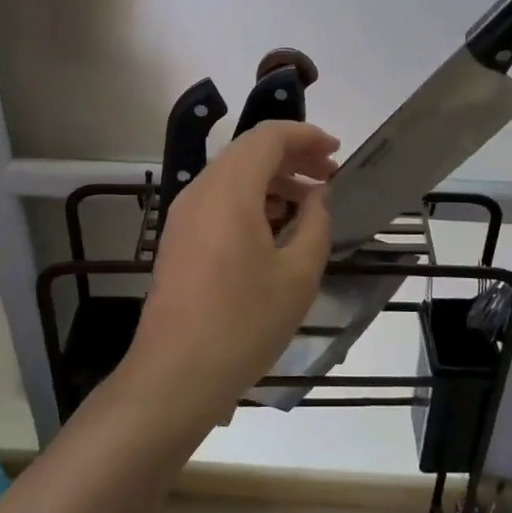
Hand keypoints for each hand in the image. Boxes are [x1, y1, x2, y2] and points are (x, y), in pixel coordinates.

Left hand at [126, 121, 337, 425]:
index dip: (306, 136)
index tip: (336, 153)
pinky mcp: (179, 238)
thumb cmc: (244, 324)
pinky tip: (275, 227)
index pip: (268, 137)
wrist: (175, 375)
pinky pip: (218, 199)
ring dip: (272, 179)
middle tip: (328, 177)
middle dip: (292, 156)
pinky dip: (251, 199)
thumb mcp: (298, 275)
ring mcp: (184, 215)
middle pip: (248, 152)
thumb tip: (318, 197)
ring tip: (308, 203)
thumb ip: (315, 224)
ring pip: (232, 175)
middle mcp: (200, 191)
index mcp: (229, 191)